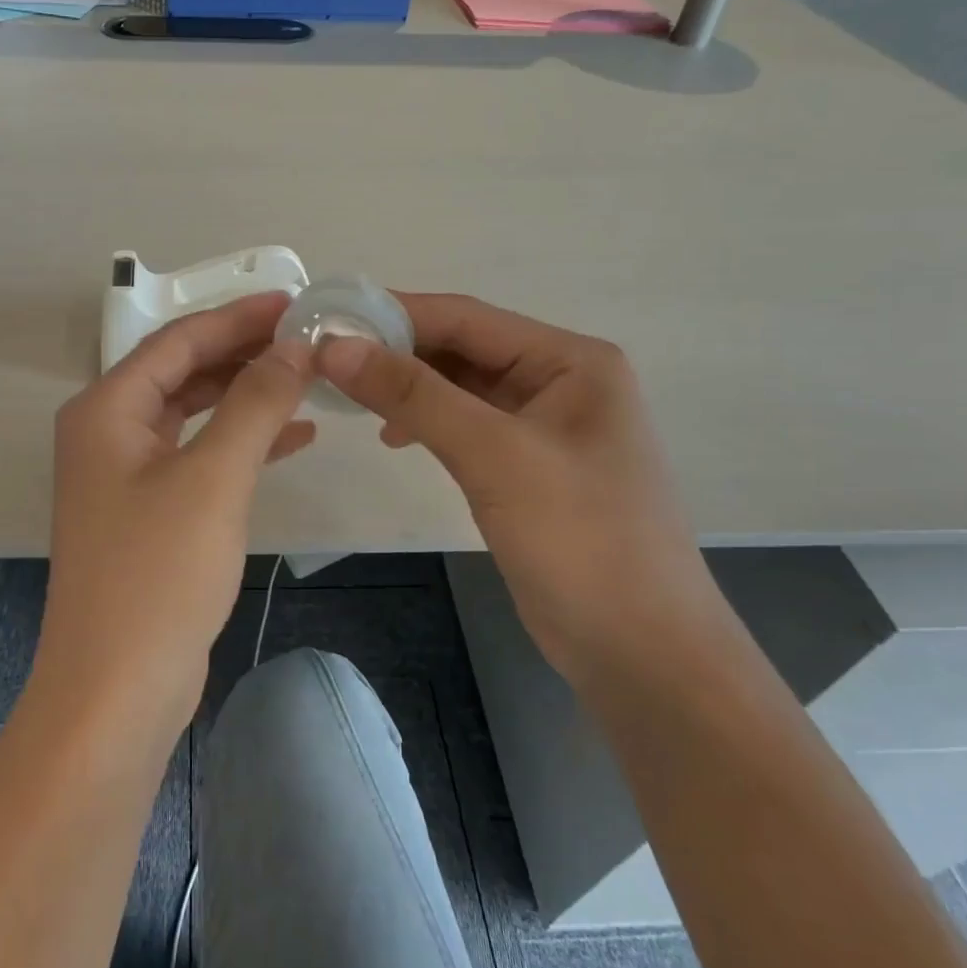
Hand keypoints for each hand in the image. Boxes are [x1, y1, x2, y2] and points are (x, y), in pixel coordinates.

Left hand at [33, 292, 314, 732]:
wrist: (117, 689)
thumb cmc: (158, 573)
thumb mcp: (213, 477)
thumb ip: (255, 403)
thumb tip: (295, 346)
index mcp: (107, 409)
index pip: (179, 340)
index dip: (238, 317)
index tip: (294, 303)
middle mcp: (109, 431)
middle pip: (184, 371)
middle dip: (244, 352)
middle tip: (307, 338)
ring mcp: (127, 473)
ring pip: (194, 412)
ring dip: (247, 394)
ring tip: (307, 378)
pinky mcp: (150, 510)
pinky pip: (199, 454)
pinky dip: (243, 441)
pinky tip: (294, 436)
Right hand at [316, 294, 710, 670]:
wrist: (642, 654)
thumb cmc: (580, 541)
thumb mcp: (493, 456)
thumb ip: (414, 395)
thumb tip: (334, 347)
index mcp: (570, 360)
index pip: (466, 317)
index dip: (394, 313)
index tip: (327, 319)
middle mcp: (561, 380)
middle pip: (462, 348)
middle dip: (396, 352)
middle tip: (325, 361)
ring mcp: (545, 425)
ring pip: (460, 387)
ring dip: (407, 388)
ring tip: (350, 397)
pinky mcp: (528, 466)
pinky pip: (466, 425)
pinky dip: (426, 423)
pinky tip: (393, 437)